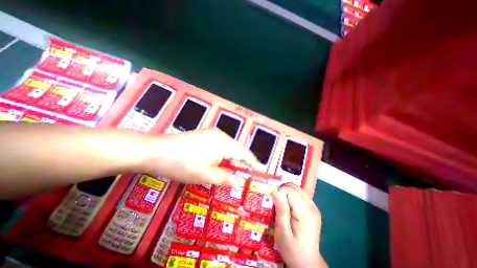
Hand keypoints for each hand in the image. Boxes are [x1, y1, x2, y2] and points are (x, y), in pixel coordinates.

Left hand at [140, 128, 259, 186]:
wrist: (157, 151)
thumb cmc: (184, 164)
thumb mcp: (207, 175)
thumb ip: (226, 178)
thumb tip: (239, 183)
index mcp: (225, 143)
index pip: (245, 154)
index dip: (254, 163)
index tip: (261, 172)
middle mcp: (221, 135)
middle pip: (236, 150)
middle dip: (241, 164)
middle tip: (245, 177)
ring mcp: (211, 134)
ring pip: (227, 148)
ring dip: (231, 160)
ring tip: (233, 173)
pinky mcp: (204, 136)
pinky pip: (219, 146)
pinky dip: (222, 156)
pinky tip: (220, 164)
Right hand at [272, 184, 327, 267]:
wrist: (307, 262)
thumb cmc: (292, 249)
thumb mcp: (282, 232)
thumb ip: (281, 211)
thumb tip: (276, 192)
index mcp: (305, 212)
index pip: (289, 190)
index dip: (279, 193)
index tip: (274, 204)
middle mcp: (312, 206)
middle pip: (293, 187)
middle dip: (282, 191)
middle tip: (276, 203)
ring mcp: (313, 206)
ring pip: (296, 188)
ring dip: (286, 192)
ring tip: (281, 204)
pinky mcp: (312, 208)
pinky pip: (299, 194)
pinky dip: (291, 195)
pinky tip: (288, 205)